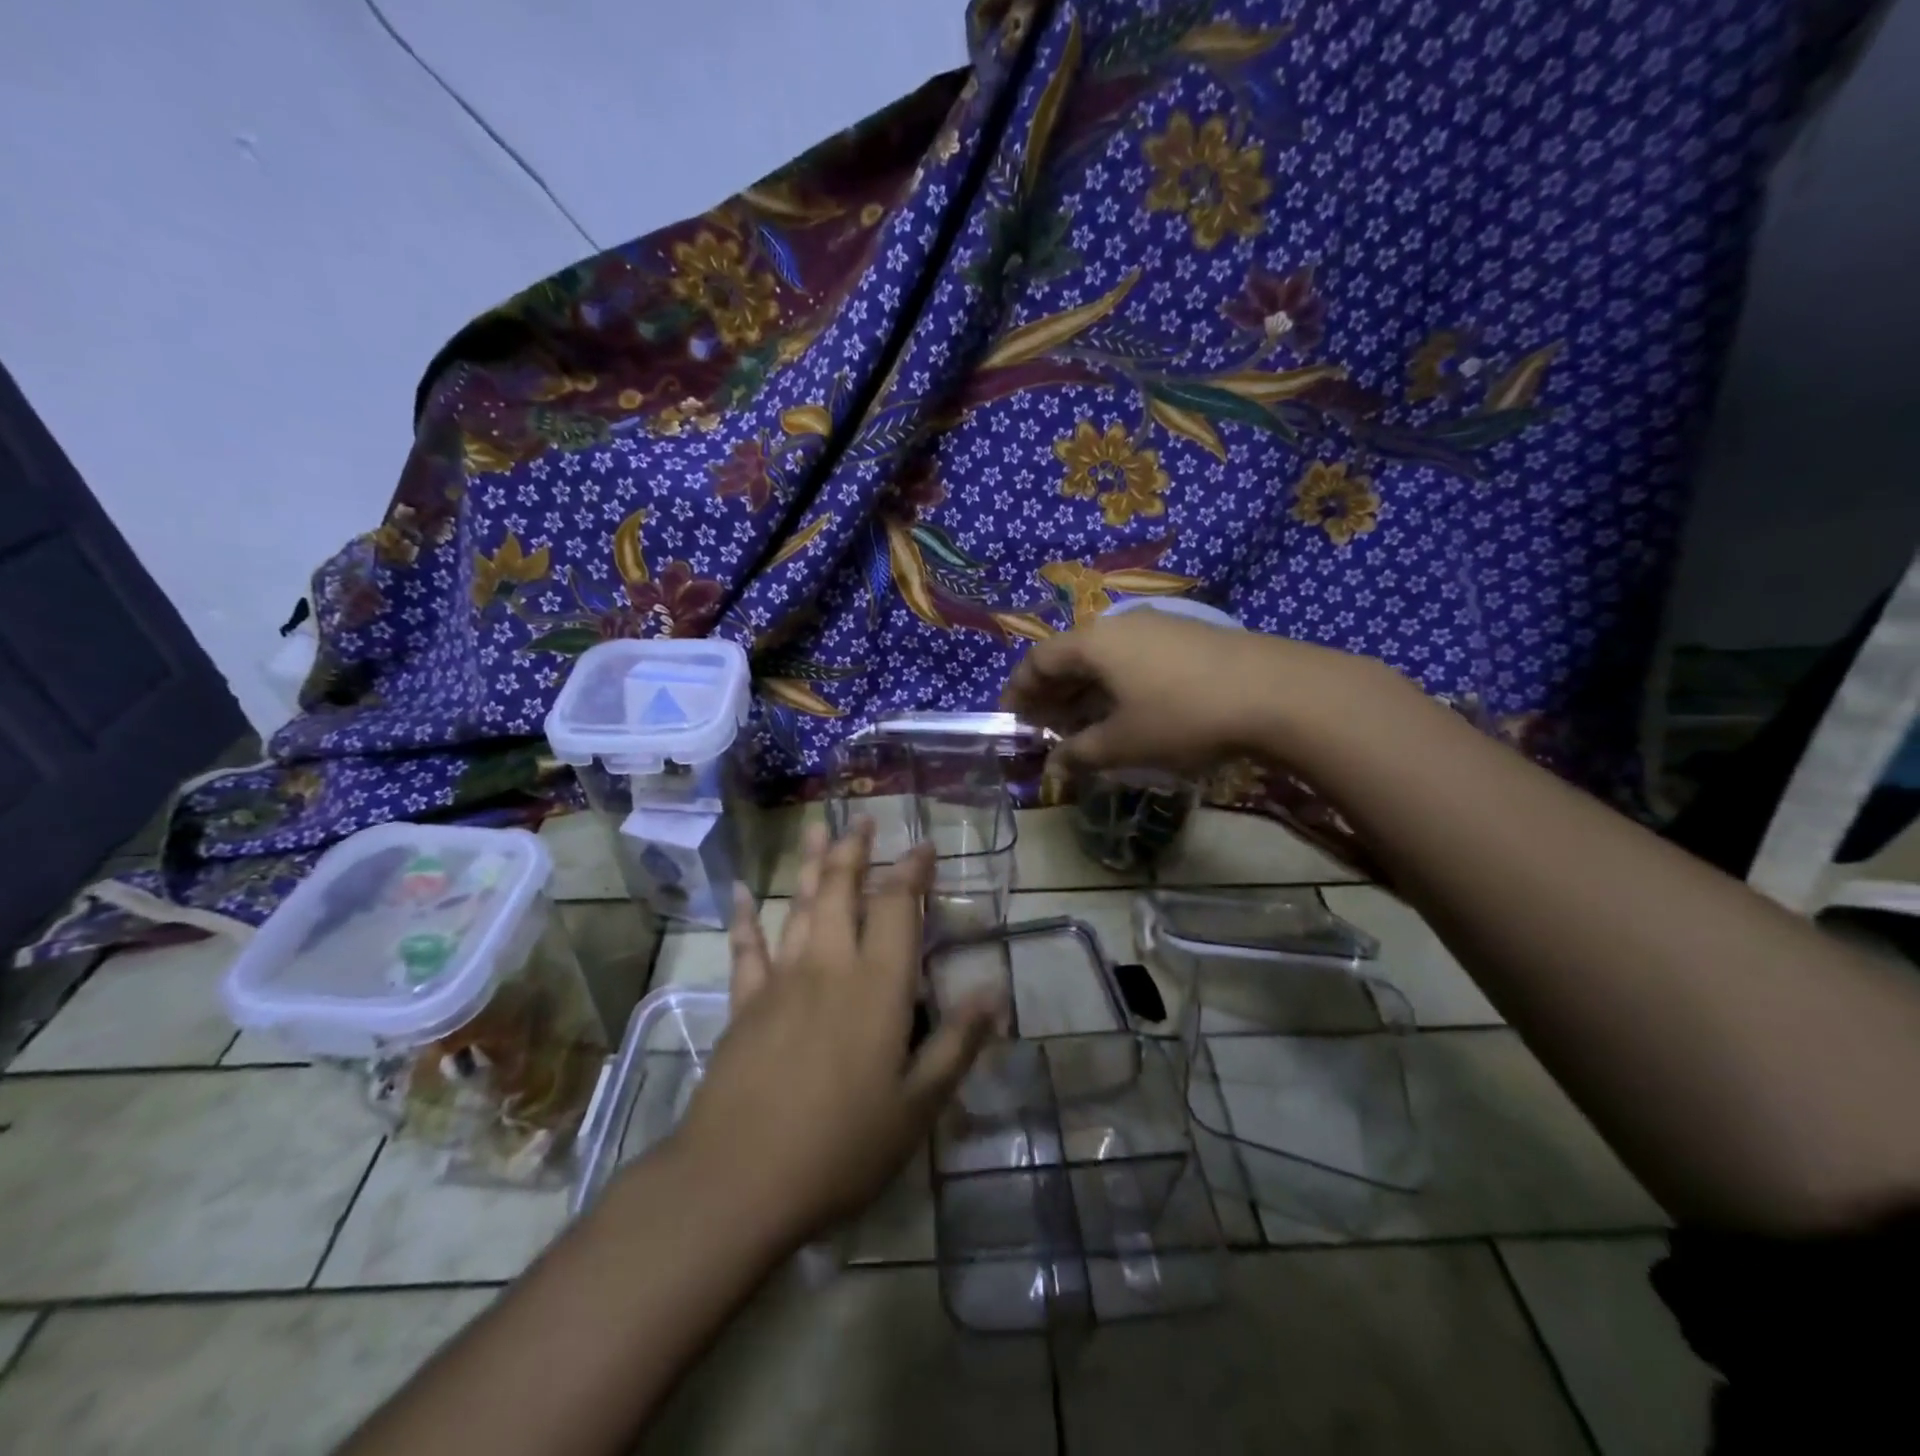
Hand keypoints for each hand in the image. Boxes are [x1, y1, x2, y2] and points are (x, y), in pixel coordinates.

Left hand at [668, 822, 1001, 1249]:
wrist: (739, 1179)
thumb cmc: (841, 1145)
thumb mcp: (918, 1105)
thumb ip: (957, 1044)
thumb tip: (996, 994)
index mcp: (877, 985)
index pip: (897, 908)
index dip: (912, 872)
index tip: (923, 845)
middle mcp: (829, 966)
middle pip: (843, 891)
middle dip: (856, 852)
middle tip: (862, 821)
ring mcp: (782, 981)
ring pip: (800, 907)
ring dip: (813, 866)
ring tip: (818, 830)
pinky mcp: (745, 1005)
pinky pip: (747, 948)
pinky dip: (746, 918)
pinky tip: (741, 893)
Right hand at [1001, 609, 1359, 776]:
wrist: (1277, 693)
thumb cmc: (1183, 717)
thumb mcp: (1124, 743)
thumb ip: (1079, 754)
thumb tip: (1054, 766)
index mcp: (1094, 642)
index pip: (1038, 660)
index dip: (1019, 692)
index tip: (1012, 721)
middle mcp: (1119, 624)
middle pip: (1070, 655)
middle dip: (1051, 694)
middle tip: (1045, 729)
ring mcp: (1158, 626)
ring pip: (1104, 658)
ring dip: (1085, 691)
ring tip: (1083, 727)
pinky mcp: (1188, 637)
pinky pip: (1133, 658)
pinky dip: (1116, 685)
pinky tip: (1127, 713)